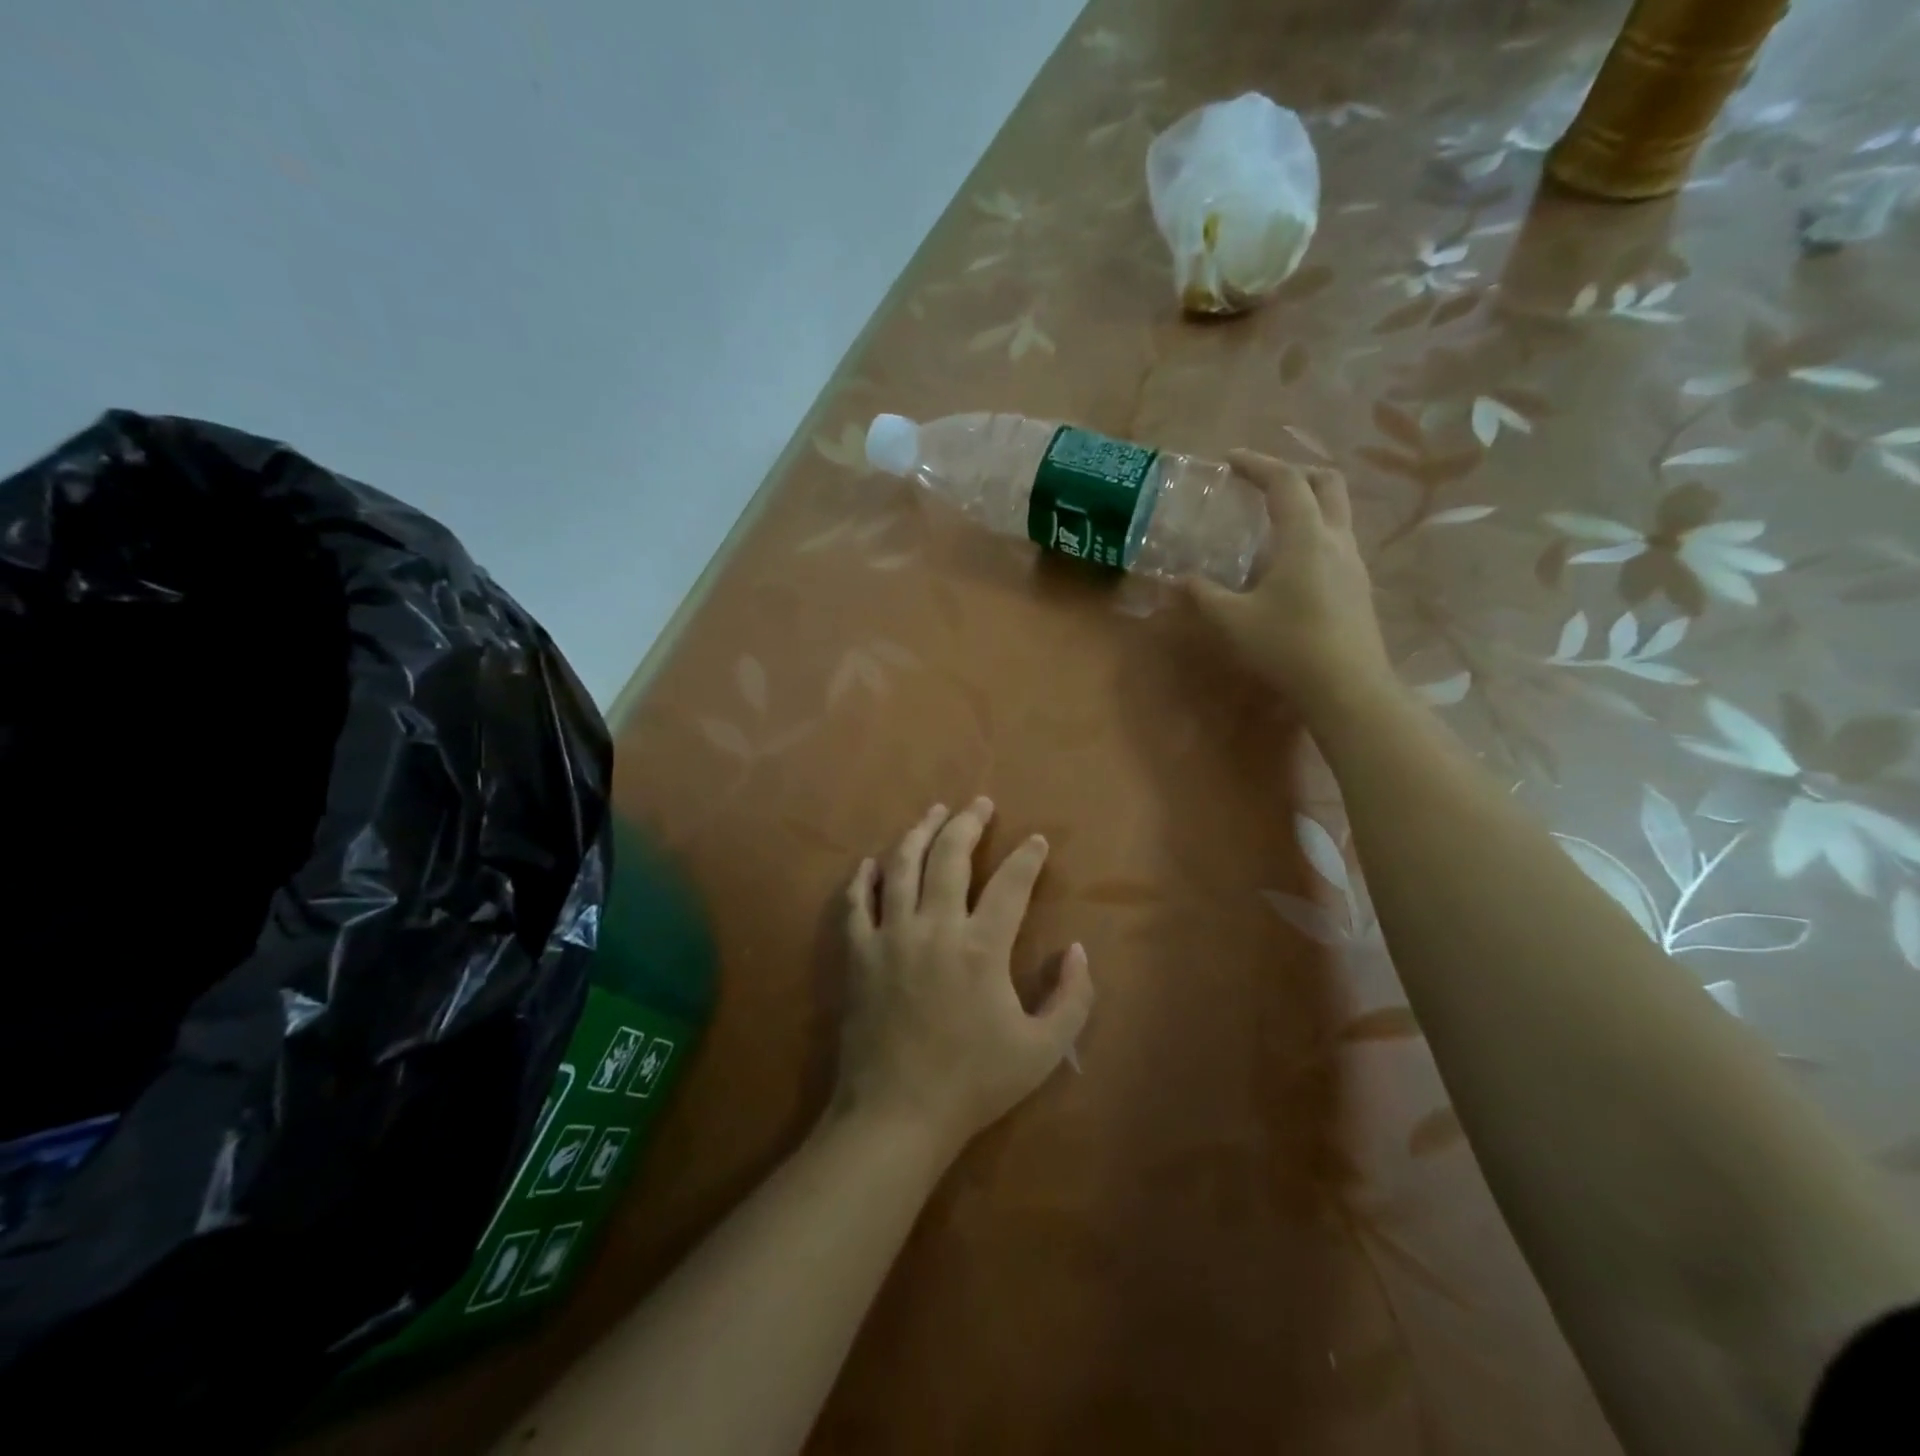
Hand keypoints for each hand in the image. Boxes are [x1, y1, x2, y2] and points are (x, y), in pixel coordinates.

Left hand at [836, 798, 1092, 1155]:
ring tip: (932, 812)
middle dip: (968, 823)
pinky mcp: (857, 954)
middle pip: (950, 856)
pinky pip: (855, 902)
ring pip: (901, 866)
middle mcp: (934, 927)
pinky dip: (863, 878)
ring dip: (919, 832)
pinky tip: (870, 862)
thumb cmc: (974, 1083)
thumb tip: (1077, 949)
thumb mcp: (1043, 1050)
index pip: (1011, 883)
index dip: (1027, 856)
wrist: (897, 1116)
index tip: (1036, 840)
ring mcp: (889, 936)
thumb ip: (1072, 997)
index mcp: (981, 947)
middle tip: (979, 803)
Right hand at [1189, 451, 1394, 714]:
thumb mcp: (1233, 620)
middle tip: (1261, 484)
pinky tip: (1289, 563)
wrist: (1347, 686)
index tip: (1230, 459)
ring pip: (1337, 511)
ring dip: (1307, 502)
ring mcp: (1353, 562)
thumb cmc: (1287, 645)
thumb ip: (1203, 594)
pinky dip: (1313, 532)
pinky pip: (1337, 540)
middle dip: (1293, 472)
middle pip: (1326, 482)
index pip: (1285, 481)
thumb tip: (1178, 580)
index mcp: (1305, 536)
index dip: (1257, 464)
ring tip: (1271, 522)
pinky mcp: (1358, 585)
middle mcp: (1336, 538)